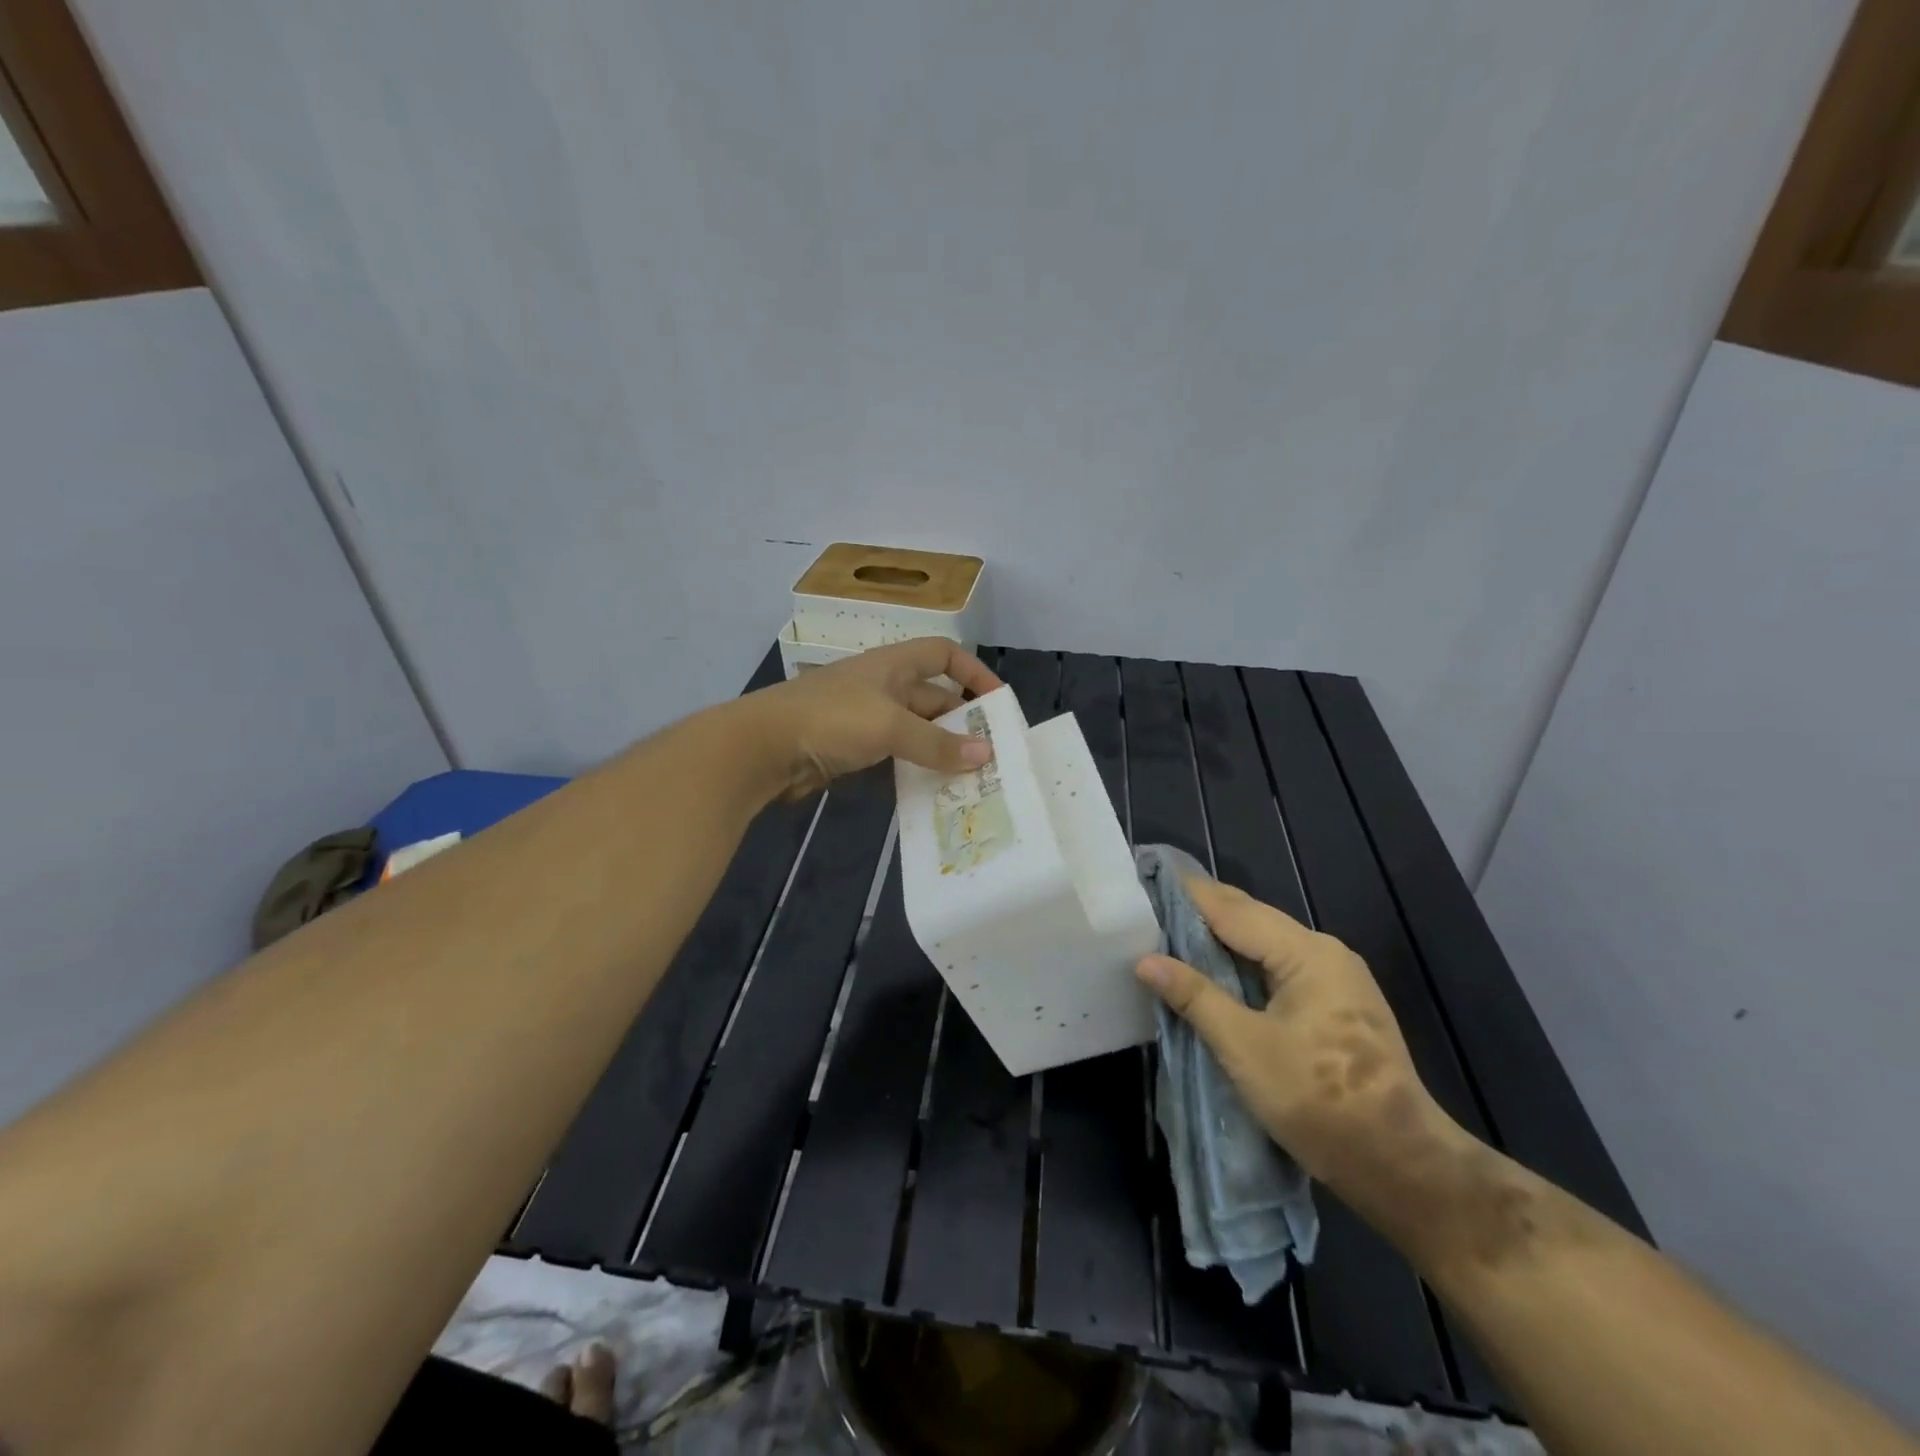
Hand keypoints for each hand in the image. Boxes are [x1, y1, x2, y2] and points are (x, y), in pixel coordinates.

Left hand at [735, 638, 1002, 799]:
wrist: (763, 747)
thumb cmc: (831, 719)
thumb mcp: (890, 726)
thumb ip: (937, 743)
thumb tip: (986, 754)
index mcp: (893, 665)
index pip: (944, 654)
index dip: (973, 671)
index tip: (997, 702)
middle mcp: (883, 686)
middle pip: (934, 696)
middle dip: (962, 720)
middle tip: (991, 752)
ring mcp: (866, 719)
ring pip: (915, 730)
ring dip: (940, 748)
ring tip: (970, 776)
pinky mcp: (852, 749)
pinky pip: (895, 754)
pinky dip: (914, 767)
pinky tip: (932, 789)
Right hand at [1135, 876, 1449, 1197]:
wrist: (1401, 1165)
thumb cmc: (1319, 1100)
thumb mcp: (1244, 1046)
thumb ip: (1195, 997)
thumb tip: (1145, 961)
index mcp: (1306, 953)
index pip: (1233, 909)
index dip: (1188, 895)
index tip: (1146, 881)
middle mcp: (1324, 953)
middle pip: (1251, 920)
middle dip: (1201, 914)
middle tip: (1150, 908)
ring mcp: (1336, 979)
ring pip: (1265, 945)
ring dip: (1220, 941)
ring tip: (1170, 938)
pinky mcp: (1337, 1006)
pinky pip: (1278, 969)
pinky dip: (1242, 965)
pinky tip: (1215, 974)